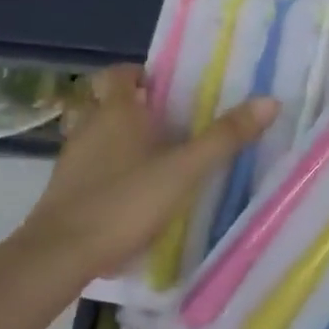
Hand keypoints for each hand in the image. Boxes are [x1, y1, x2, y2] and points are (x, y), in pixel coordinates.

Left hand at [8, 65, 276, 292]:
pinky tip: (132, 190)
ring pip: (97, 134)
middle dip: (135, 106)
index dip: (140, 73)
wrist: (59, 255)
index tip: (167, 85)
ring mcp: (73, 160)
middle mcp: (90, 127)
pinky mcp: (65, 191)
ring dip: (121, 137)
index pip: (118, 73)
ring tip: (156, 154)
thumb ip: (224, 137)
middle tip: (171, 120)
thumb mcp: (184, 170)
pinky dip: (109, 168)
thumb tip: (269, 101)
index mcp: (116, 112)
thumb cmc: (124, 201)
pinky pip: (90, 165)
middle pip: (107, 102)